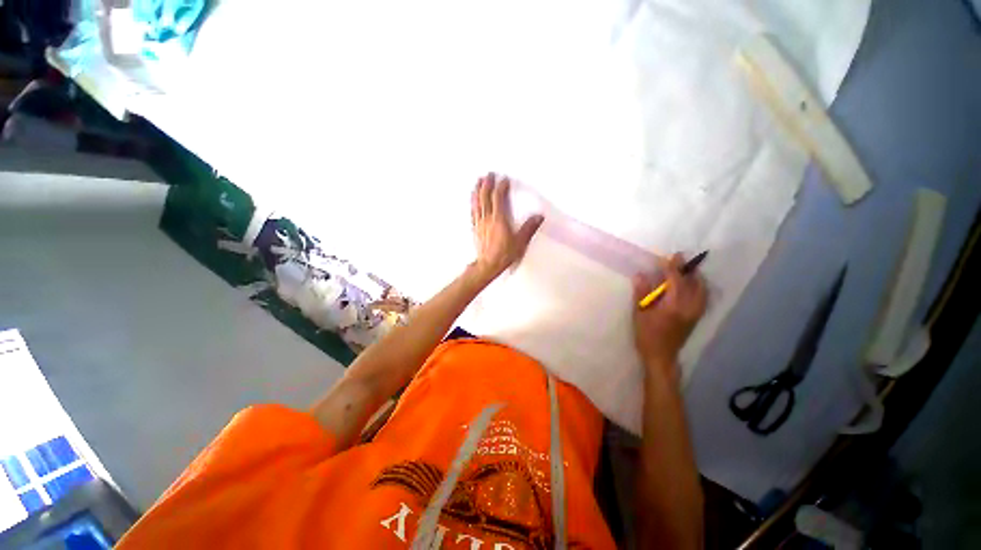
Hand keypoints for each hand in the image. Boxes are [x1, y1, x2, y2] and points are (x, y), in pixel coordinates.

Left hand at [471, 173, 543, 280]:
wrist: (488, 265)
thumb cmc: (504, 254)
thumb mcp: (520, 242)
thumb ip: (529, 228)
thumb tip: (539, 216)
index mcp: (498, 219)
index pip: (498, 199)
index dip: (500, 187)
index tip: (504, 180)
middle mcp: (487, 218)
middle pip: (485, 197)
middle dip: (487, 184)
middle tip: (488, 174)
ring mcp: (479, 223)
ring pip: (476, 203)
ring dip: (477, 191)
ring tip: (478, 181)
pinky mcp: (475, 229)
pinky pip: (473, 212)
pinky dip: (472, 203)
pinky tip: (472, 200)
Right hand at [633, 253, 707, 378]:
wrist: (661, 356)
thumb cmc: (646, 335)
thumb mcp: (639, 314)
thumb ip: (641, 294)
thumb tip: (641, 275)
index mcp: (672, 307)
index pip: (675, 281)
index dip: (672, 267)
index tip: (669, 257)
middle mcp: (688, 308)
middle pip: (693, 284)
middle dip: (687, 270)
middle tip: (679, 259)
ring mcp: (695, 313)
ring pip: (702, 291)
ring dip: (695, 278)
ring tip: (687, 270)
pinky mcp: (696, 318)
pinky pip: (702, 298)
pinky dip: (699, 288)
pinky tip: (692, 286)